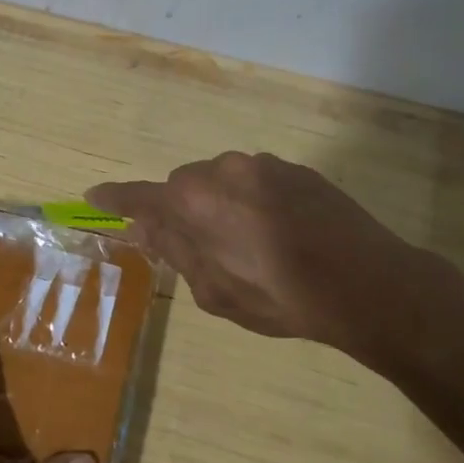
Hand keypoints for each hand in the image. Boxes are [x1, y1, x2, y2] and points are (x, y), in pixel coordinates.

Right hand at [88, 151, 458, 370]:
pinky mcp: (297, 168)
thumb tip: (145, 227)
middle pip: (182, 186)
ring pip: (221, 181)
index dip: (114, 199)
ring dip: (219, 205)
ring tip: (248, 246)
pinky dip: (252, 201)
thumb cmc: (281, 297)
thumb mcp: (216, 291)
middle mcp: (223, 169)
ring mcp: (263, 164)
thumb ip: (176, 252)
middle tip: (198, 248)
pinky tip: (278, 233)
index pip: (140, 196)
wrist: (370, 284)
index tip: (93, 197)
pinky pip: (256, 181)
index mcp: (194, 201)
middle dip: (181, 211)